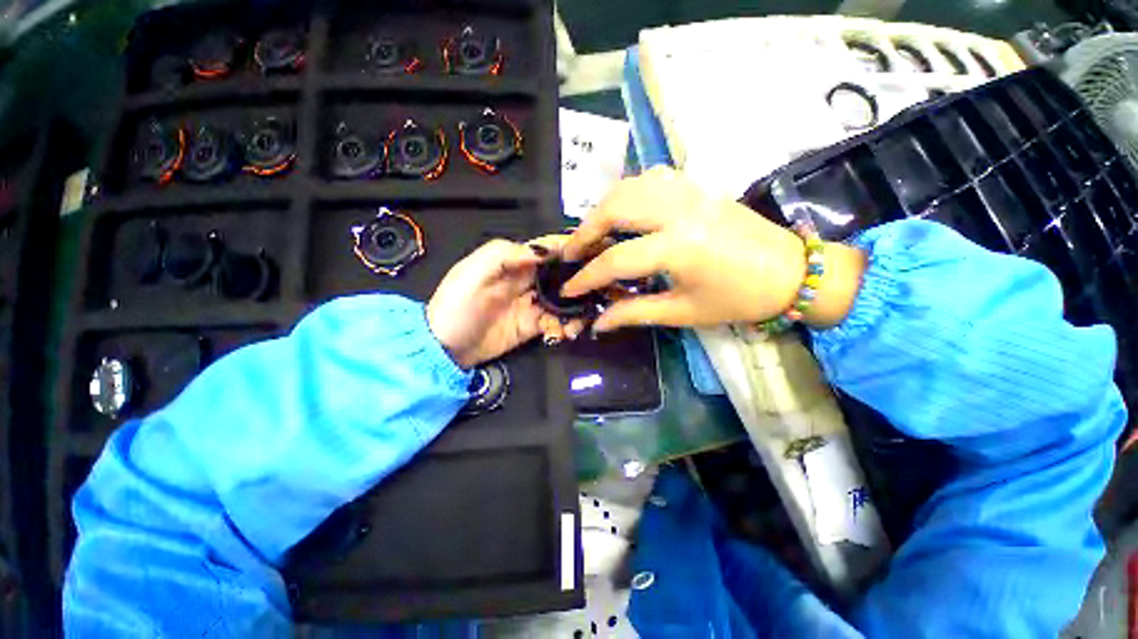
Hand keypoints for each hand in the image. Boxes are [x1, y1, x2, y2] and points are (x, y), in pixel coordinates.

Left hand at [427, 238, 577, 369]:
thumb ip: (506, 254)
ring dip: (575, 307)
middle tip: (598, 288)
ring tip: (580, 319)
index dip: (568, 248)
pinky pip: (556, 322)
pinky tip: (564, 333)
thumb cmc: (456, 305)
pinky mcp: (532, 326)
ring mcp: (531, 305)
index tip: (592, 252)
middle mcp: (527, 281)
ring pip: (563, 299)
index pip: (546, 249)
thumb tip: (545, 250)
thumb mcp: (473, 272)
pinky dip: (565, 326)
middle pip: (560, 273)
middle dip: (579, 279)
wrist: (445, 348)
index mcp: (513, 263)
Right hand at [561, 167, 865, 331]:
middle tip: (572, 252)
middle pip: (615, 208)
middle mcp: (680, 211)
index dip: (586, 276)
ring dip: (603, 208)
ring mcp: (690, 192)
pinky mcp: (698, 187)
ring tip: (592, 232)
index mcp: (679, 248)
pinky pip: (652, 179)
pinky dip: (629, 193)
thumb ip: (634, 313)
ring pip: (630, 186)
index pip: (615, 259)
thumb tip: (599, 322)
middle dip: (585, 231)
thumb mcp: (683, 312)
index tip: (569, 287)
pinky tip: (624, 211)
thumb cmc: (738, 299)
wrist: (791, 272)